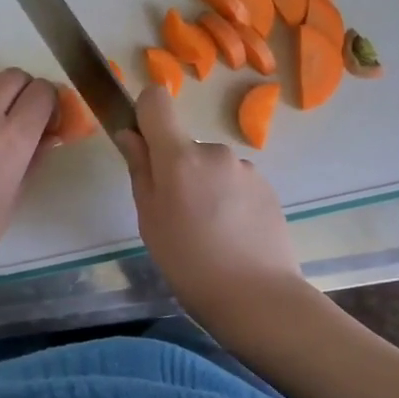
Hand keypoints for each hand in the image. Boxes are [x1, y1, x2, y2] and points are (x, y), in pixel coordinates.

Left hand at [0, 68, 58, 285]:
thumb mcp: (15, 196)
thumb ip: (33, 160)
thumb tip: (47, 137)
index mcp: (12, 139)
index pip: (41, 92)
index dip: (51, 101)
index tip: (51, 120)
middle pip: (12, 75)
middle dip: (27, 88)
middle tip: (28, 115)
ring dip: (0, 89)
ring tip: (1, 119)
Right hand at [114, 84, 303, 321]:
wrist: (257, 297)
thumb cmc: (188, 262)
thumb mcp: (149, 219)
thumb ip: (140, 170)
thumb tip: (130, 135)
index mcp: (179, 156)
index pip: (156, 100)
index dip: (146, 114)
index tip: (144, 145)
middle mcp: (214, 151)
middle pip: (184, 144)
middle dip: (178, 168)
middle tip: (177, 215)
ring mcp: (245, 168)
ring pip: (212, 166)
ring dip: (206, 186)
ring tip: (209, 232)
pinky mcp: (268, 187)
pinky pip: (236, 182)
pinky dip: (229, 200)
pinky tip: (232, 235)